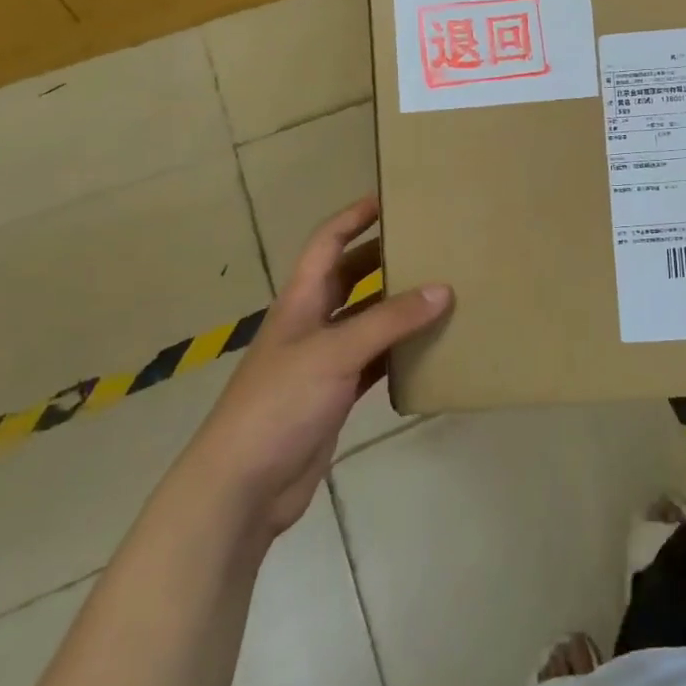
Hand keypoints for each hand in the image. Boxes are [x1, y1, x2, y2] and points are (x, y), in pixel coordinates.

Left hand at [196, 196, 450, 537]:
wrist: (243, 485)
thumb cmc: (279, 403)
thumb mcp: (334, 352)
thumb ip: (389, 320)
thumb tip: (443, 289)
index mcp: (301, 301)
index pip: (327, 244)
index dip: (353, 218)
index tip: (389, 199)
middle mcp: (311, 324)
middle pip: (350, 278)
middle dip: (384, 258)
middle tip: (429, 244)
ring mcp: (323, 362)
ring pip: (367, 321)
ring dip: (397, 307)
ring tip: (441, 290)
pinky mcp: (335, 396)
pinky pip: (374, 362)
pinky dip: (398, 352)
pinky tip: (429, 349)